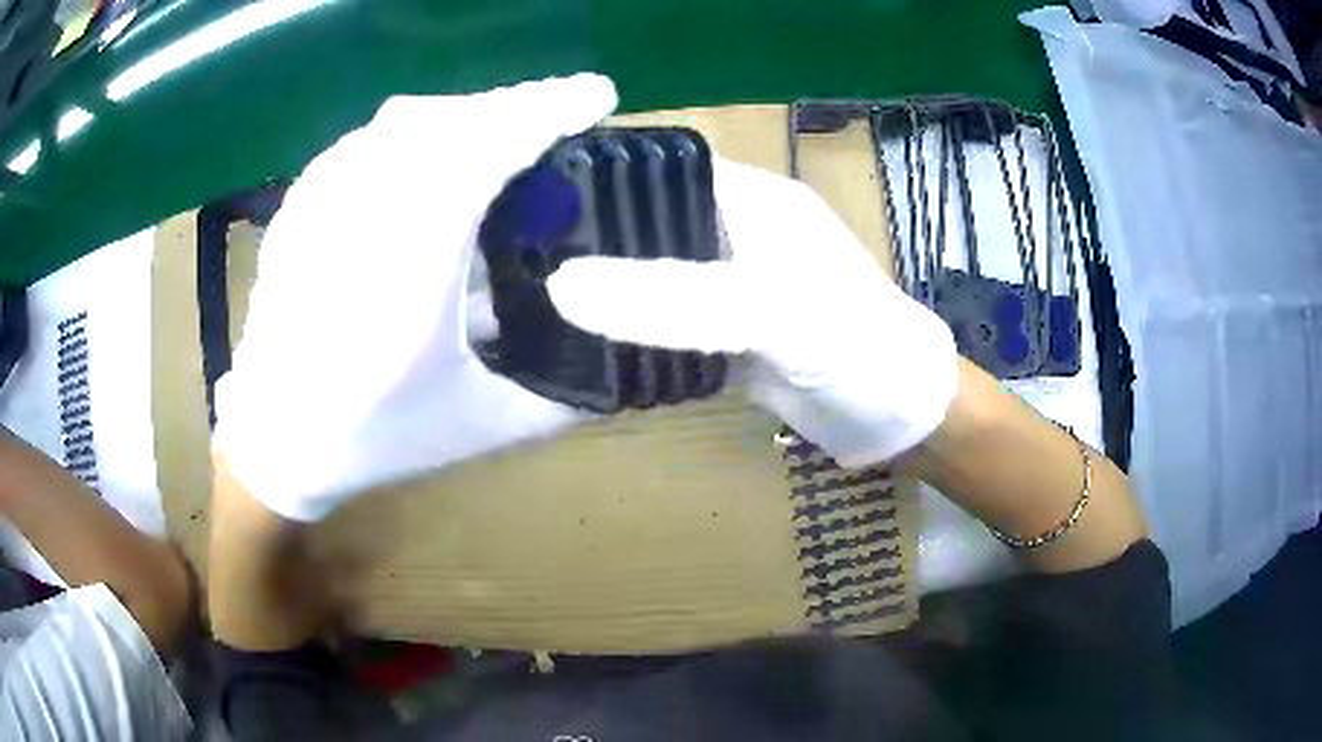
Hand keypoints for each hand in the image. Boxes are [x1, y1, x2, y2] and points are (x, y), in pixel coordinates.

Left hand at [213, 74, 617, 521]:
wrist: (277, 440)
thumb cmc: (375, 437)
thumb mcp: (479, 425)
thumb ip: (561, 395)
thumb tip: (625, 357)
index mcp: (407, 277)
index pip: (481, 155)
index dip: (545, 113)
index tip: (597, 96)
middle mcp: (357, 224)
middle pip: (445, 122)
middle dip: (514, 106)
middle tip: (558, 115)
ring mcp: (319, 207)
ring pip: (403, 122)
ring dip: (466, 115)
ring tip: (503, 134)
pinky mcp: (300, 206)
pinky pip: (367, 139)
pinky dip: (415, 131)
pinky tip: (433, 157)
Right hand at [548, 160, 958, 467]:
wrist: (901, 418)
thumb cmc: (853, 346)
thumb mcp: (771, 313)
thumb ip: (674, 299)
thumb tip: (561, 285)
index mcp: (749, 199)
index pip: (656, 168)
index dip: (595, 178)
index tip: (526, 205)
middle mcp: (736, 231)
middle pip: (646, 223)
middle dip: (588, 241)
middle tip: (515, 262)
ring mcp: (733, 285)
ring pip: (652, 275)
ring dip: (605, 289)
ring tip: (529, 300)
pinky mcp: (731, 333)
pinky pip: (667, 323)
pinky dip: (630, 333)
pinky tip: (583, 346)